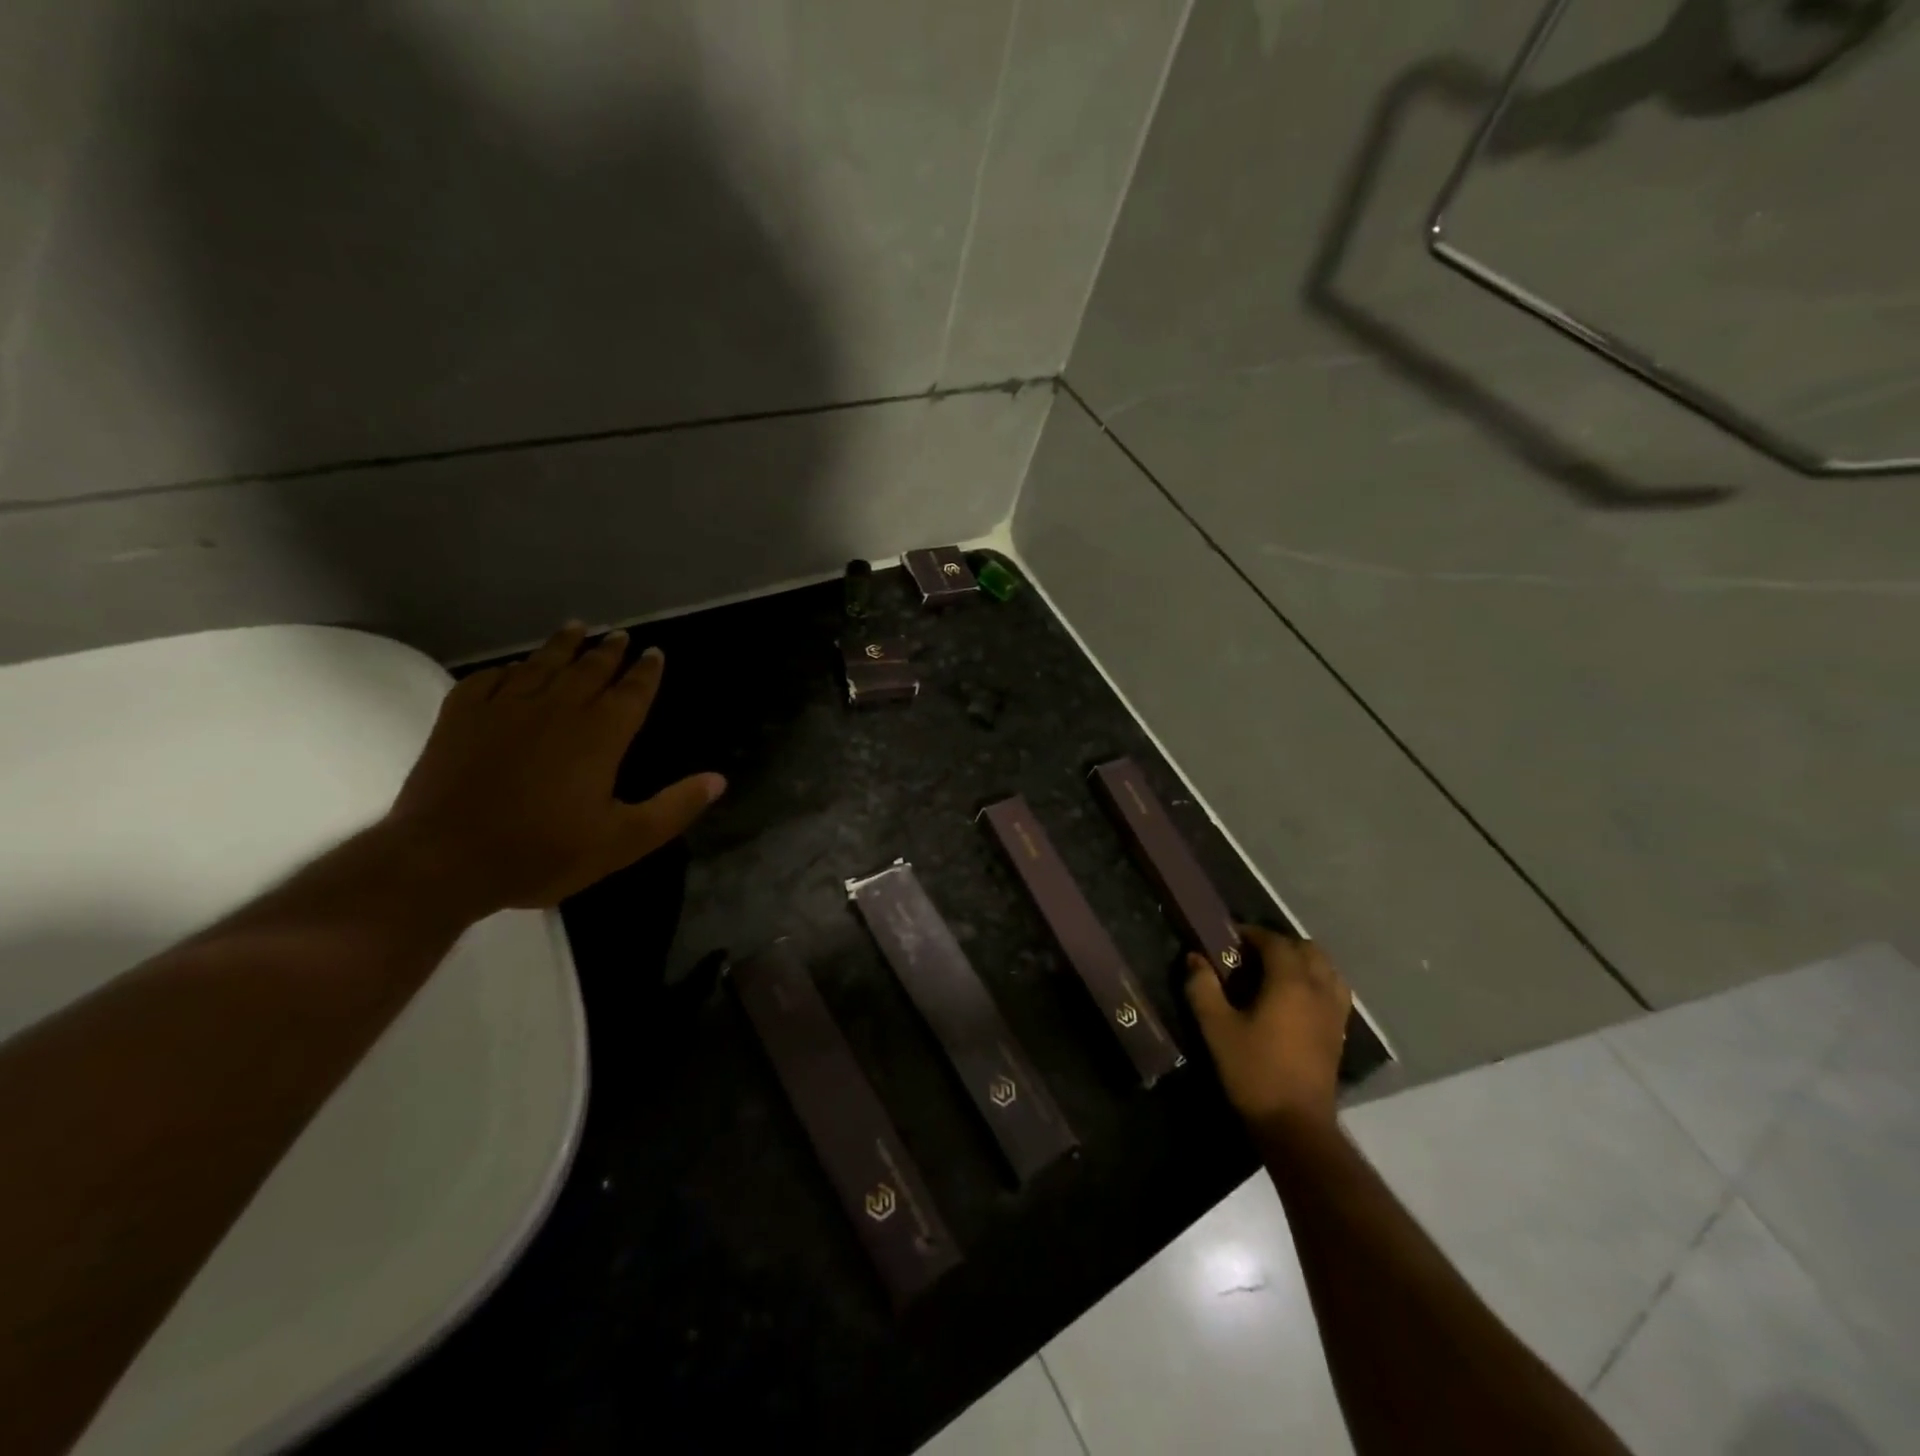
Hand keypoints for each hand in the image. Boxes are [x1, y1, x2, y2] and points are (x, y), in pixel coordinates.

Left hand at [385, 623, 724, 916]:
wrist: (443, 860)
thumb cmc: (542, 853)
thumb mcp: (623, 841)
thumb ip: (673, 808)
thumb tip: (718, 780)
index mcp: (600, 735)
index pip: (631, 692)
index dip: (646, 672)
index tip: (654, 653)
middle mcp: (557, 709)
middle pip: (588, 670)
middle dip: (608, 652)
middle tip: (619, 635)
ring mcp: (505, 709)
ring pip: (540, 665)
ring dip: (561, 646)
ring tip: (575, 628)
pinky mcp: (460, 717)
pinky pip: (489, 680)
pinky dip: (506, 669)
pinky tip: (512, 668)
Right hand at [1185, 925, 1351, 1130]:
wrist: (1295, 1125)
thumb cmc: (1253, 1071)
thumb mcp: (1216, 1028)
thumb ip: (1203, 988)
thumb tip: (1195, 958)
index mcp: (1290, 982)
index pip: (1275, 942)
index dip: (1252, 934)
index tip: (1229, 938)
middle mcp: (1318, 990)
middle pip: (1307, 949)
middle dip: (1279, 944)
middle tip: (1250, 955)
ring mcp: (1334, 1012)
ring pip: (1326, 969)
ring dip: (1302, 961)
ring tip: (1274, 973)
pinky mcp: (1339, 1033)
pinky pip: (1333, 991)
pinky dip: (1316, 982)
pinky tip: (1294, 999)